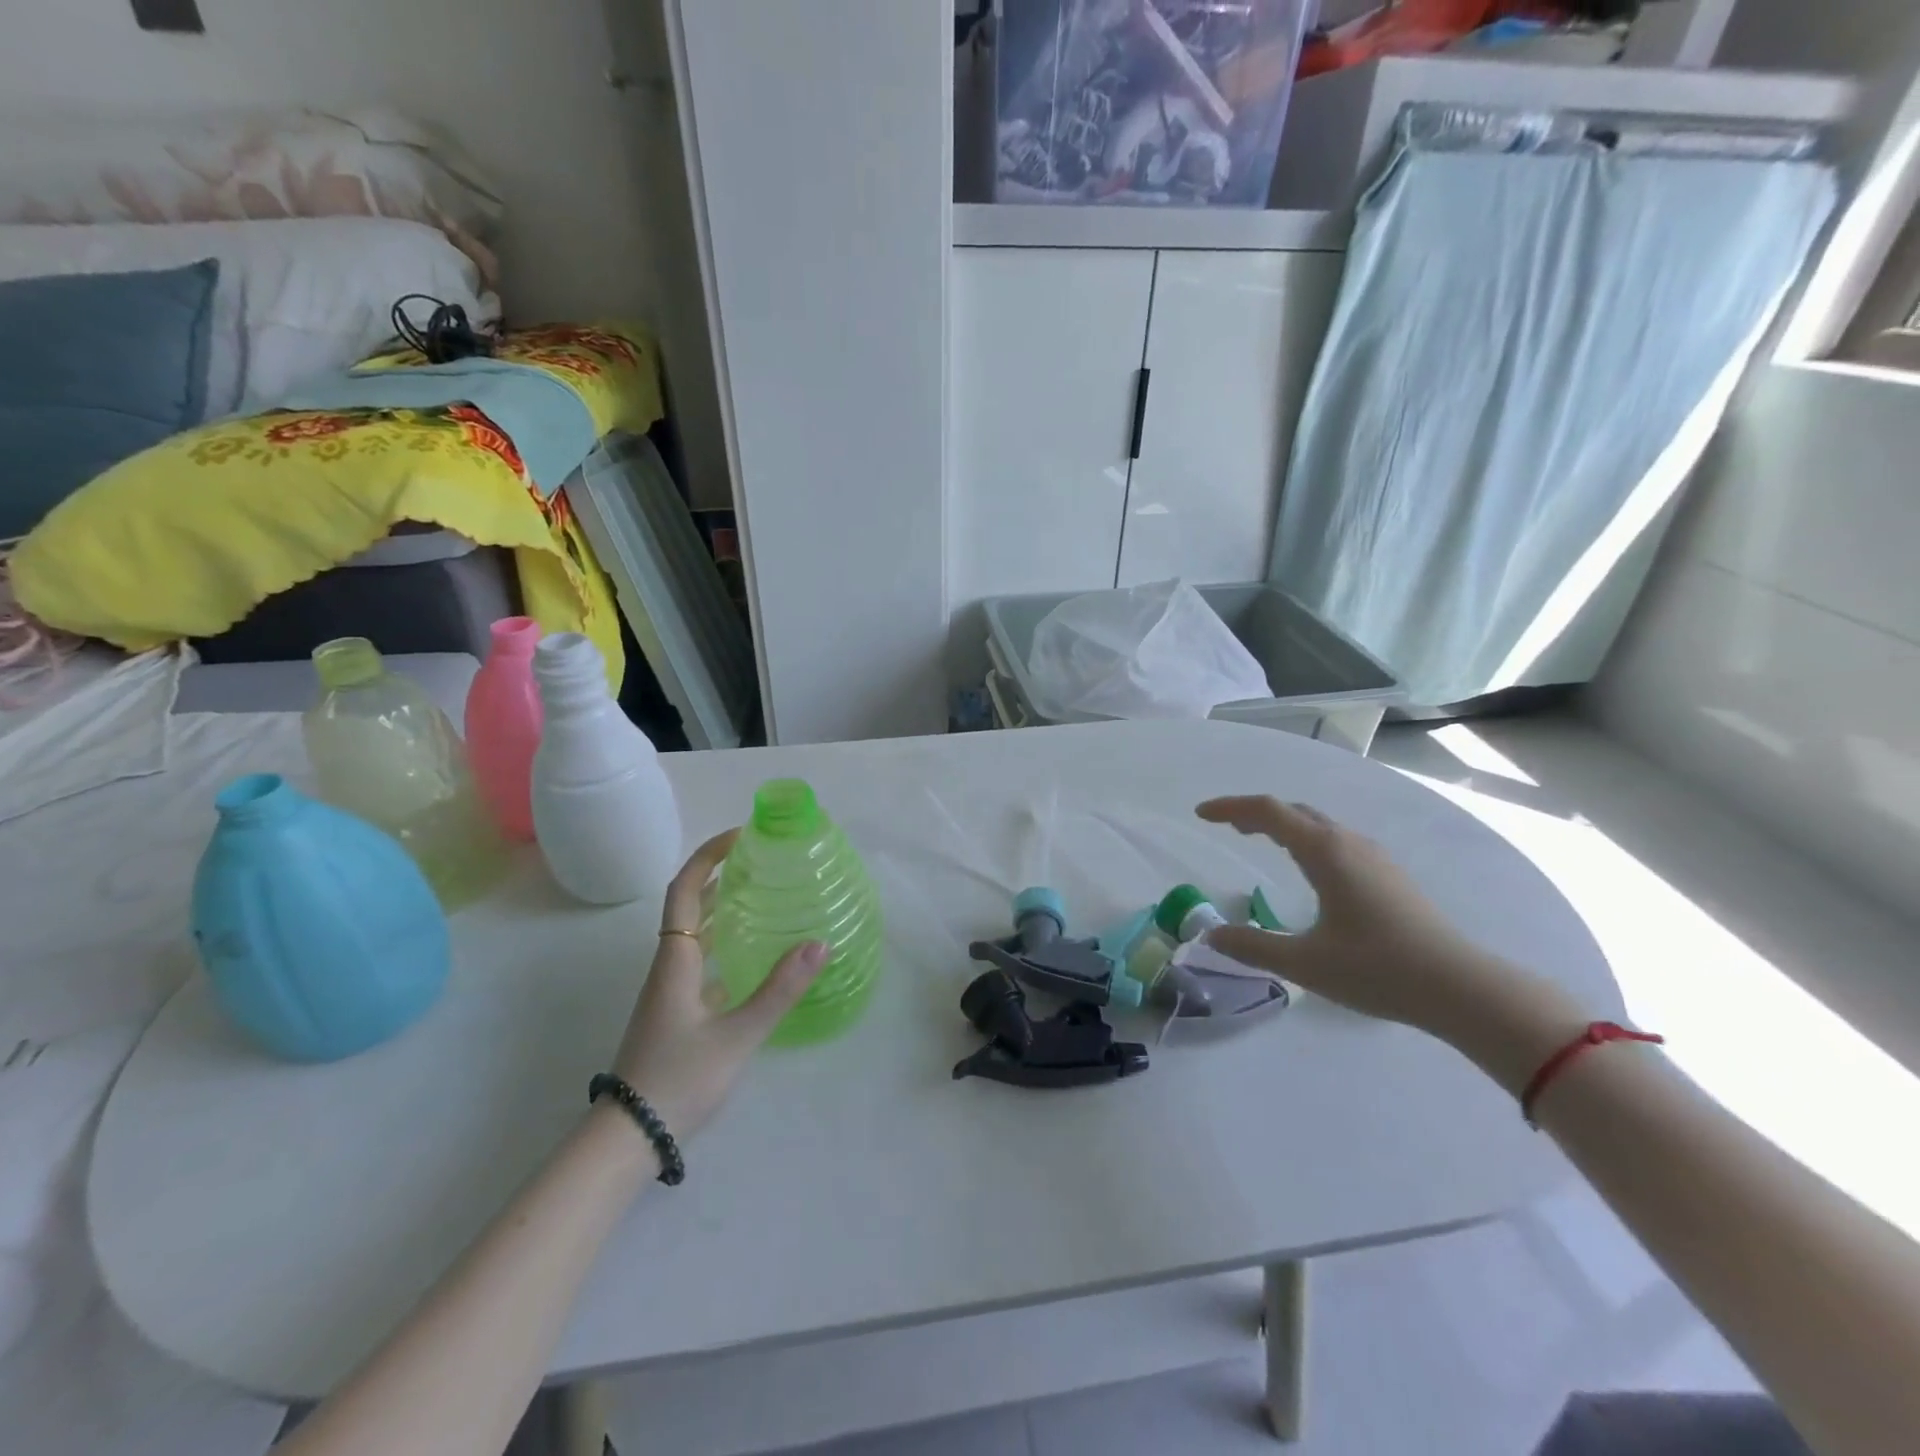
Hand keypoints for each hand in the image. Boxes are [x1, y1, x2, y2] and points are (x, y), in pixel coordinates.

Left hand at [608, 829, 826, 1138]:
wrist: (629, 1138)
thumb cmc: (678, 1080)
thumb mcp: (737, 1036)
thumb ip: (779, 990)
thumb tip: (819, 943)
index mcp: (676, 961)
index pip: (684, 890)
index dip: (708, 856)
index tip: (740, 835)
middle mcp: (669, 967)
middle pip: (688, 906)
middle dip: (719, 875)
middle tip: (759, 860)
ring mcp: (670, 992)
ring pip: (694, 935)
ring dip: (720, 907)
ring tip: (760, 895)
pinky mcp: (677, 1013)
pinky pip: (701, 961)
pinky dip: (724, 944)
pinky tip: (752, 956)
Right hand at [1195, 797, 1586, 1086]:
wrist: (1462, 988)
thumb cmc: (1378, 969)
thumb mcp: (1304, 963)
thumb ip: (1253, 946)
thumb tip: (1211, 936)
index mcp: (1325, 853)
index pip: (1268, 812)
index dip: (1230, 808)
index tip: (1200, 814)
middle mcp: (1349, 843)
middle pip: (1293, 811)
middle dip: (1254, 812)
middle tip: (1225, 827)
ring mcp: (1374, 857)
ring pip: (1318, 824)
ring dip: (1282, 824)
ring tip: (1258, 840)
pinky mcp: (1389, 875)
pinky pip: (1335, 840)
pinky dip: (1305, 839)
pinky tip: (1307, 867)